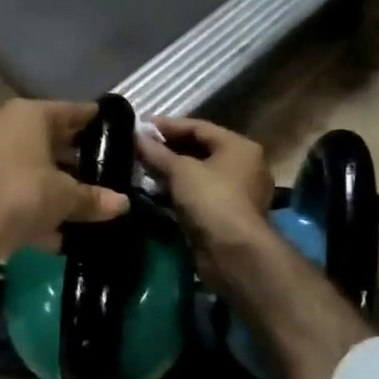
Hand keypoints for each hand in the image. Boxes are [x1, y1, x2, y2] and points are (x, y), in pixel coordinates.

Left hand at [0, 99, 129, 263]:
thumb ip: (93, 198)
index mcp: (28, 115)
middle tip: (111, 176)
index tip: (121, 135)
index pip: (73, 111)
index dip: (98, 123)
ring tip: (91, 208)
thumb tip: (123, 204)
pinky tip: (60, 237)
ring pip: (34, 171)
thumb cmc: (18, 195)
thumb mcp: (64, 197)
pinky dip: (37, 211)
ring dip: (59, 190)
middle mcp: (5, 128)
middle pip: (52, 141)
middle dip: (79, 161)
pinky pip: (17, 195)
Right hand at [135, 117, 273, 245]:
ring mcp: (237, 192)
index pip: (199, 127)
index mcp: (239, 146)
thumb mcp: (180, 171)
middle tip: (139, 147)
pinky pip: (199, 194)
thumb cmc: (211, 200)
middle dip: (168, 149)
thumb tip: (136, 137)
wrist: (233, 253)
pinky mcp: (226, 215)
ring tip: (142, 168)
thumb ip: (157, 153)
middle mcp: (243, 165)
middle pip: (200, 150)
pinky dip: (179, 191)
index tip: (141, 125)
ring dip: (171, 171)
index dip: (168, 125)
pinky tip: (155, 191)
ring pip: (198, 174)